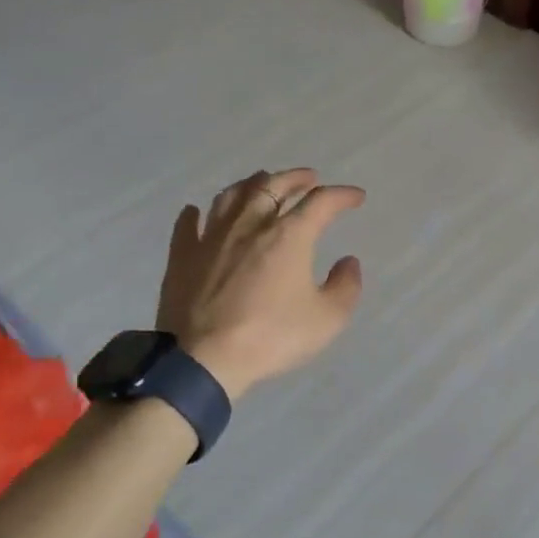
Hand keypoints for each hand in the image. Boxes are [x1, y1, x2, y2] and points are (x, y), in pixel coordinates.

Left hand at [156, 168, 365, 398]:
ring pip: (231, 195)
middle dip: (296, 178)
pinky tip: (197, 212)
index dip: (342, 195)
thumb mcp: (327, 319)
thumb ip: (345, 286)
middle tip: (309, 178)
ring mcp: (211, 237)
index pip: (321, 202)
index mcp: (288, 235)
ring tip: (262, 184)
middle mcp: (250, 224)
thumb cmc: (271, 337)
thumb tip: (348, 262)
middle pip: (273, 186)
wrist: (203, 359)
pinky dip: (196, 214)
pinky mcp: (183, 256)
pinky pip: (188, 225)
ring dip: (252, 185)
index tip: (356, 197)